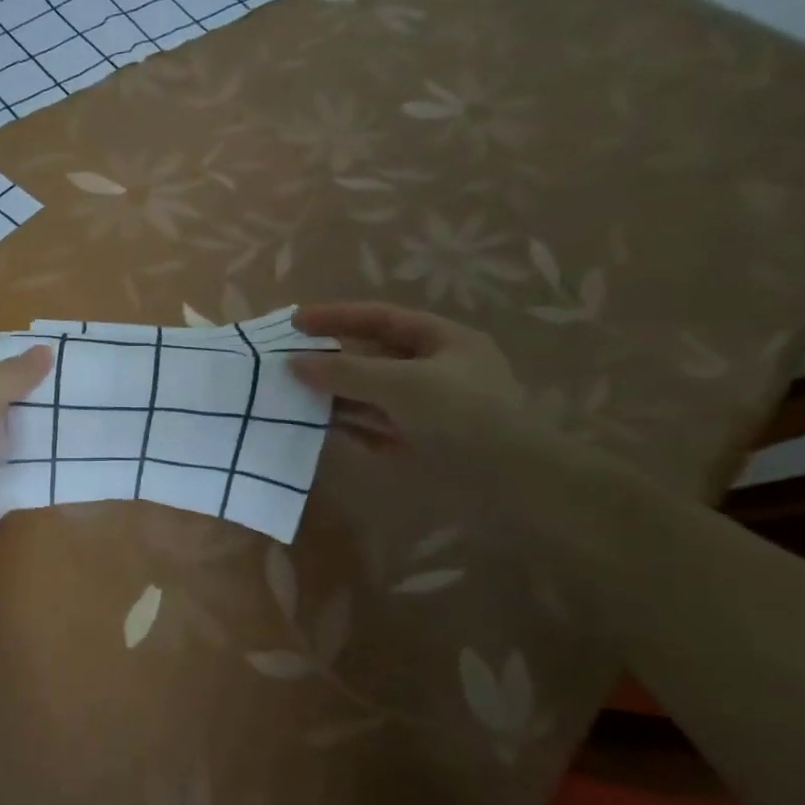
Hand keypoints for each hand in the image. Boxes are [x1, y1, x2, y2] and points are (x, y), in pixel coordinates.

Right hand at [288, 303, 528, 456]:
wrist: (517, 488)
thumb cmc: (462, 417)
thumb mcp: (400, 384)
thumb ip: (344, 371)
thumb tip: (293, 363)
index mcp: (443, 341)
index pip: (379, 319)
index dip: (335, 317)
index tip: (293, 323)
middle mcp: (436, 370)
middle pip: (372, 357)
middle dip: (331, 360)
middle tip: (287, 365)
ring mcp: (429, 409)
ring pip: (371, 394)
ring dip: (336, 396)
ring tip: (294, 398)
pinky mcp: (423, 444)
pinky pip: (378, 427)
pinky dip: (352, 427)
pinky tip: (325, 430)